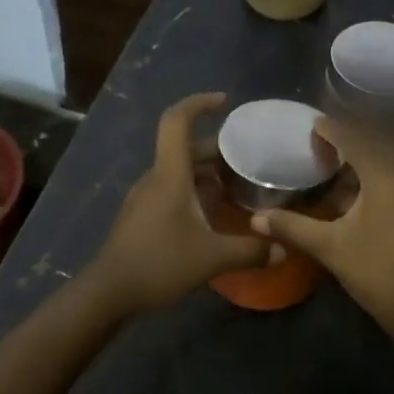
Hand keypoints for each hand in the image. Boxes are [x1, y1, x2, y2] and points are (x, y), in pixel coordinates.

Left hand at [88, 93, 275, 311]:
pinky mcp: (141, 216)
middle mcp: (155, 178)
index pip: (177, 121)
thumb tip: (284, 250)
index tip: (224, 101)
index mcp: (169, 175)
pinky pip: (171, 189)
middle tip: (249, 158)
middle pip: (185, 148)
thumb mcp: (212, 258)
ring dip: (206, 172)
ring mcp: (145, 197)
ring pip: (178, 170)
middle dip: (217, 148)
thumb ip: (250, 251)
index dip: (199, 103)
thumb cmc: (159, 264)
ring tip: (237, 185)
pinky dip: (194, 190)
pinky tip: (213, 212)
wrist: (109, 292)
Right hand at [251, 117, 393, 341]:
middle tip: (327, 144)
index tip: (313, 124)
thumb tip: (256, 218)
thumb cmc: (377, 273)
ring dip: (371, 158)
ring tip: (344, 168)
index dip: (332, 129)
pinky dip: (387, 176)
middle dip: (353, 139)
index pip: (355, 139)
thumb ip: (293, 227)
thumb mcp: (330, 248)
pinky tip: (370, 197)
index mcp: (386, 175)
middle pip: (379, 144)